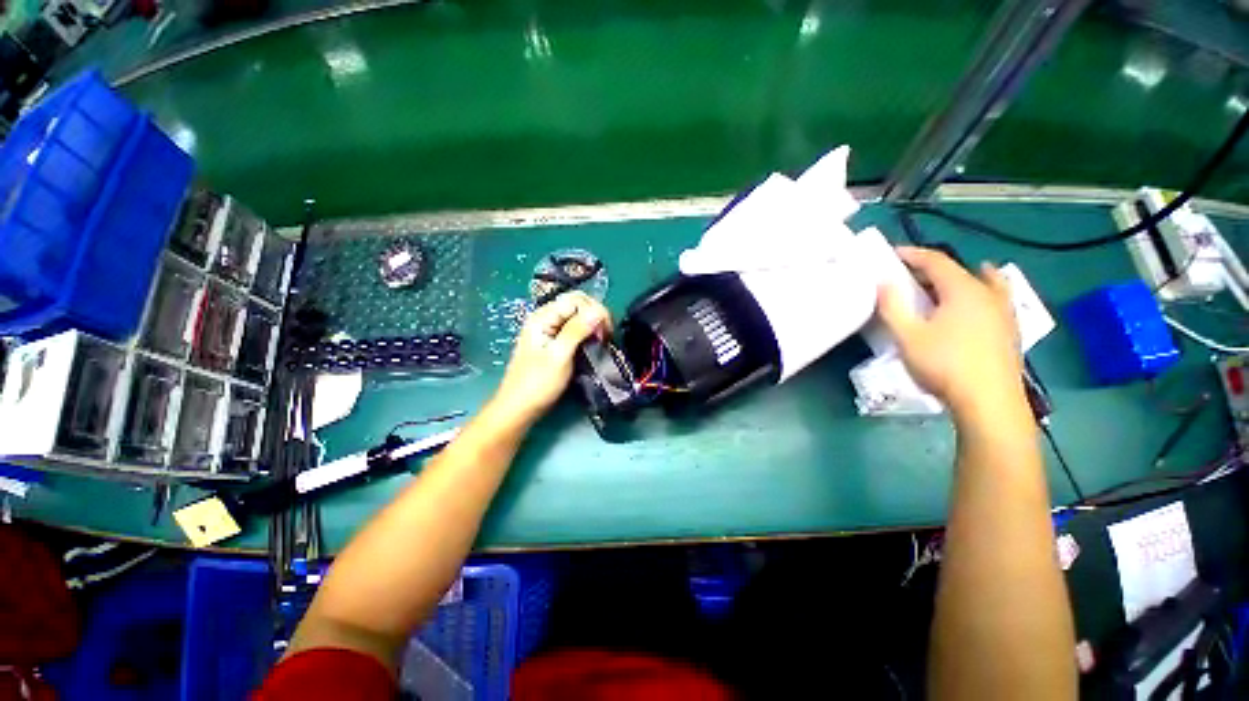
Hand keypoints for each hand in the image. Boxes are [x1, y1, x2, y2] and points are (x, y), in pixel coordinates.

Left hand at [492, 291, 611, 426]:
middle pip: (578, 305)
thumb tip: (599, 310)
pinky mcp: (554, 342)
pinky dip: (587, 333)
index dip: (595, 311)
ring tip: (601, 342)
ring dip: (593, 325)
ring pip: (578, 317)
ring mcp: (549, 330)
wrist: (519, 408)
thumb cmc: (537, 383)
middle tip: (605, 337)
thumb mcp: (559, 356)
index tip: (606, 333)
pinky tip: (592, 344)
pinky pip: (574, 329)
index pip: (576, 300)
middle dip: (596, 316)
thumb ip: (577, 330)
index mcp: (543, 317)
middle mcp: (546, 318)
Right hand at [877, 246, 1023, 418]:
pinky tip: (978, 303)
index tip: (893, 254)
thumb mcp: (908, 336)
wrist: (988, 402)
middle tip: (907, 276)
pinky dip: (982, 292)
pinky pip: (995, 299)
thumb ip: (893, 307)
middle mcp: (987, 294)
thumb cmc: (944, 365)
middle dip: (931, 269)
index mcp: (963, 290)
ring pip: (982, 283)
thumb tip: (884, 282)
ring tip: (946, 281)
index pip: (936, 261)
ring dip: (959, 278)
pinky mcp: (1009, 330)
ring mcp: (1003, 312)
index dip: (913, 254)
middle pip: (958, 270)